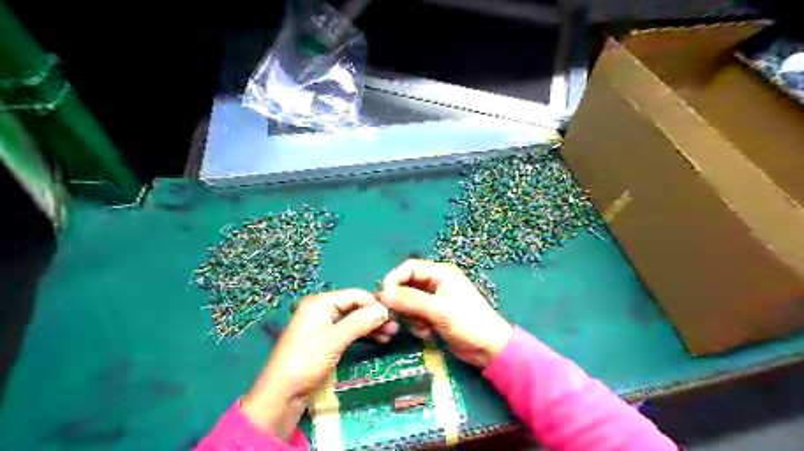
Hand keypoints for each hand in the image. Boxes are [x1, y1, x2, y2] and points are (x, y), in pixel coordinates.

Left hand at [243, 289, 395, 440]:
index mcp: (320, 303)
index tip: (394, 313)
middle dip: (375, 316)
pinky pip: (349, 332)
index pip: (354, 295)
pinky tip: (379, 340)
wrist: (282, 395)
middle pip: (355, 307)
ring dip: (371, 326)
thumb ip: (360, 322)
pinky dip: (363, 335)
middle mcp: (322, 310)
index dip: (374, 303)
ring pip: (354, 320)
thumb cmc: (306, 361)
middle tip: (395, 327)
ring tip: (391, 335)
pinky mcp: (326, 340)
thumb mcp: (334, 340)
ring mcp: (324, 325)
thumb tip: (385, 310)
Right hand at [379, 259, 514, 368]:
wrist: (489, 349)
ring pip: (409, 303)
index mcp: (441, 273)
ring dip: (411, 317)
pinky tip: (429, 334)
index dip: (394, 279)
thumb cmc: (468, 322)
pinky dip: (418, 325)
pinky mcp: (434, 315)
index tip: (384, 297)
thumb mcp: (438, 309)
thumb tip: (383, 294)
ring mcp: (435, 299)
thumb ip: (410, 300)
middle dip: (403, 303)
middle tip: (399, 318)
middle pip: (406, 285)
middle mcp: (436, 282)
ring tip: (424, 328)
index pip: (409, 267)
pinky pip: (416, 315)